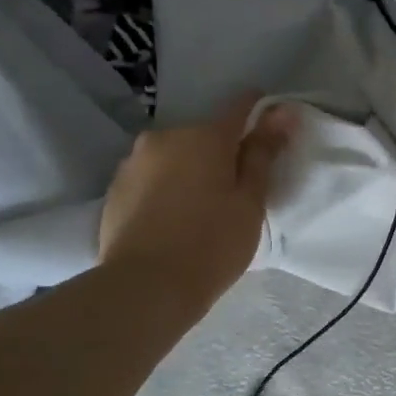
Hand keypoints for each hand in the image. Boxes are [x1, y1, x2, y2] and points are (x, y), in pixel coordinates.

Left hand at [98, 94, 296, 308]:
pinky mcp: (114, 189)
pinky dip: (165, 188)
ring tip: (200, 209)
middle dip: (221, 153)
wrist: (145, 289)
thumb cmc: (212, 243)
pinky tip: (172, 220)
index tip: (271, 136)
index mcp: (205, 136)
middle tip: (234, 192)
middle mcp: (165, 137)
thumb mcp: (250, 201)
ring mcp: (133, 162)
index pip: (240, 106)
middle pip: (204, 135)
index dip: (260, 115)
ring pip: (174, 156)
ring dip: (190, 170)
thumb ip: (263, 153)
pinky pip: (151, 177)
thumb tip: (280, 113)